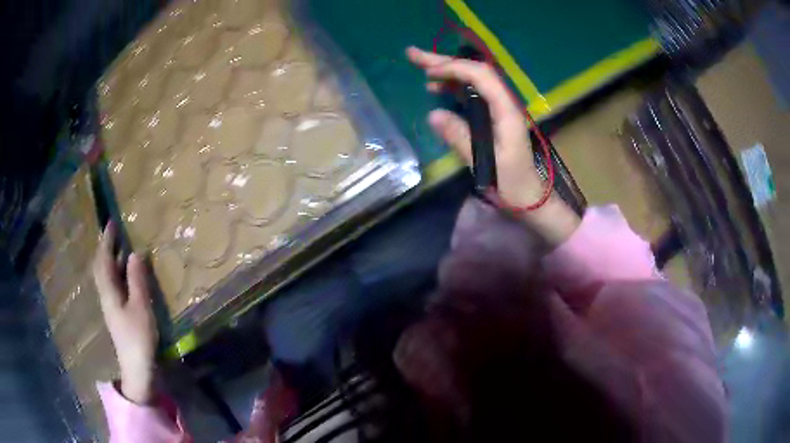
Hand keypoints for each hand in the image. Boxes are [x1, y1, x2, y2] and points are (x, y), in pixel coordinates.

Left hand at [93, 222, 157, 403]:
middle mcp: (106, 296)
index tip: (111, 222)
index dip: (106, 241)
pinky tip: (125, 274)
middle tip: (115, 232)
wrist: (137, 367)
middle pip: (101, 267)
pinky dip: (116, 273)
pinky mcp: (117, 314)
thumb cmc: (138, 337)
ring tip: (120, 247)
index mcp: (109, 292)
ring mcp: (110, 306)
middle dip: (106, 248)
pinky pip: (112, 285)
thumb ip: (137, 280)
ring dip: (110, 259)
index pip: (103, 260)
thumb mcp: (141, 308)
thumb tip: (135, 253)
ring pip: (106, 276)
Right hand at [406, 46, 542, 207]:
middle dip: (445, 62)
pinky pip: (473, 95)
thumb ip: (461, 138)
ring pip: (472, 81)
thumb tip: (433, 114)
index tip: (429, 72)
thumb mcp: (485, 165)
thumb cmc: (512, 185)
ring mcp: (499, 110)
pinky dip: (453, 88)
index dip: (455, 69)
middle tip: (414, 55)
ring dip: (447, 72)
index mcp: (506, 111)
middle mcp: (504, 104)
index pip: (482, 76)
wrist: (531, 199)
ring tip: (421, 69)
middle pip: (475, 73)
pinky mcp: (494, 118)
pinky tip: (438, 89)